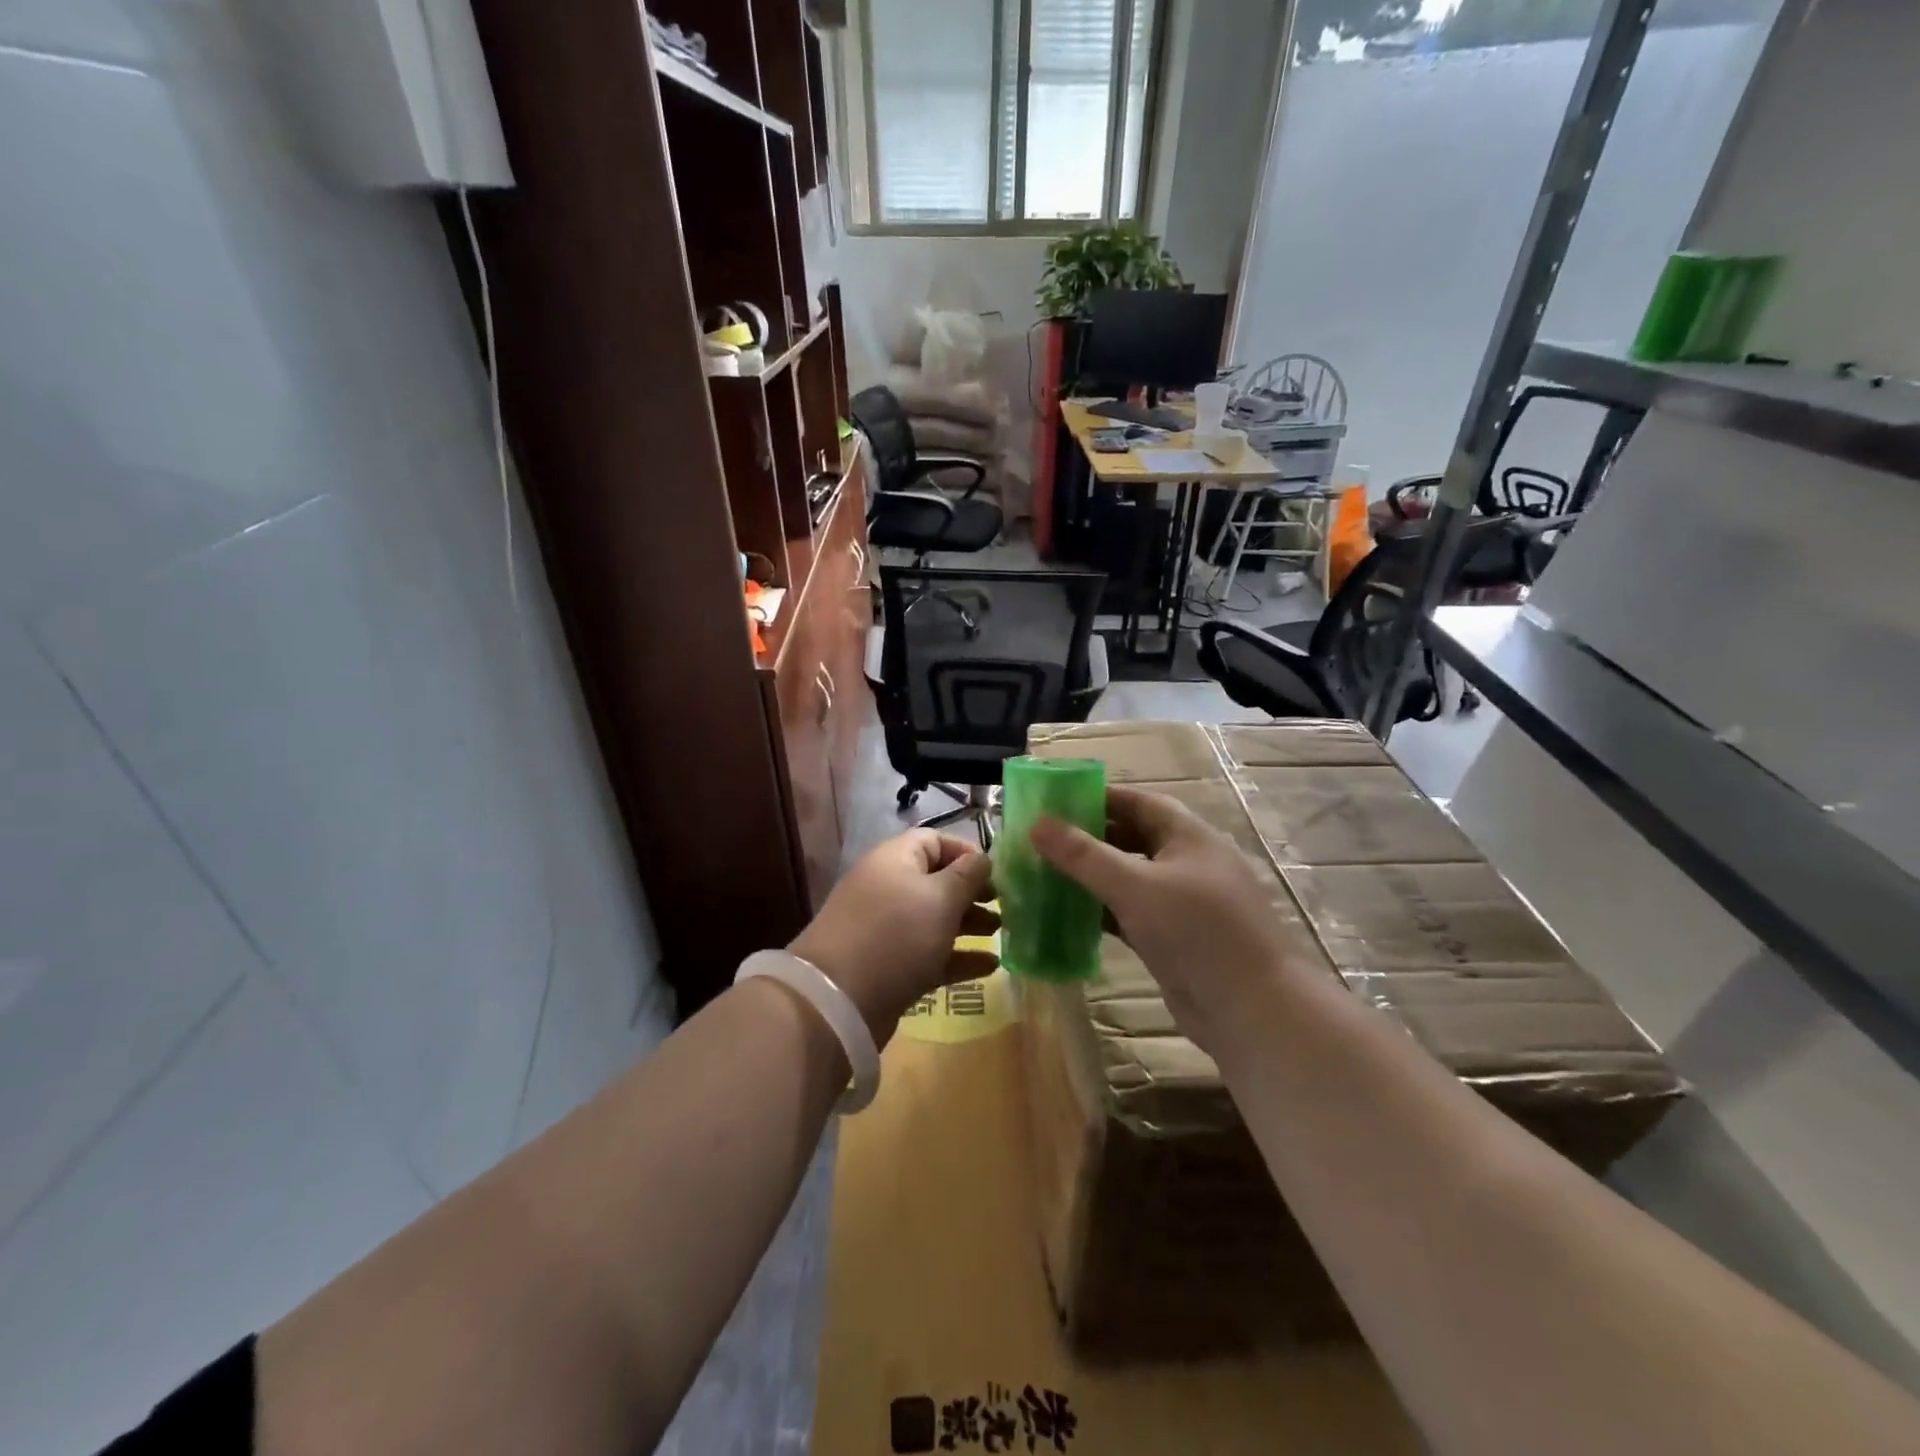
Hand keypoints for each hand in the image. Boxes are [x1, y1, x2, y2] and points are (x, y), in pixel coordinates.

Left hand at [790, 831, 998, 1041]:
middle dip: (973, 892)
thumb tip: (983, 858)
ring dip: (969, 923)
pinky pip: (930, 953)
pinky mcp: (890, 965)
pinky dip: (958, 956)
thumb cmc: (896, 935)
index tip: (998, 874)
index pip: (935, 841)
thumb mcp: (940, 898)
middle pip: (937, 881)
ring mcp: (887, 929)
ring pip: (935, 918)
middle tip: (1005, 907)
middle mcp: (889, 888)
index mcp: (895, 860)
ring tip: (1001, 934)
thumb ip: (967, 875)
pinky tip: (990, 966)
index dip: (968, 853)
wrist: (838, 1000)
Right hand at [1030, 785, 1310, 1043]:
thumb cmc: (1197, 932)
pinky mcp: (1174, 939)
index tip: (1054, 801)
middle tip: (1041, 840)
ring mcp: (1183, 903)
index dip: (1098, 798)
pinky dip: (1102, 911)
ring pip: (1129, 879)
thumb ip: (1084, 855)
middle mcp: (1187, 863)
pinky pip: (1131, 914)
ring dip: (1092, 877)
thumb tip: (1037, 823)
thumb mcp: (1135, 886)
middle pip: (1132, 838)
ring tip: (1044, 874)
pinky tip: (1067, 915)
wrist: (1252, 1011)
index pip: (1138, 802)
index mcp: (1189, 836)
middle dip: (1089, 838)